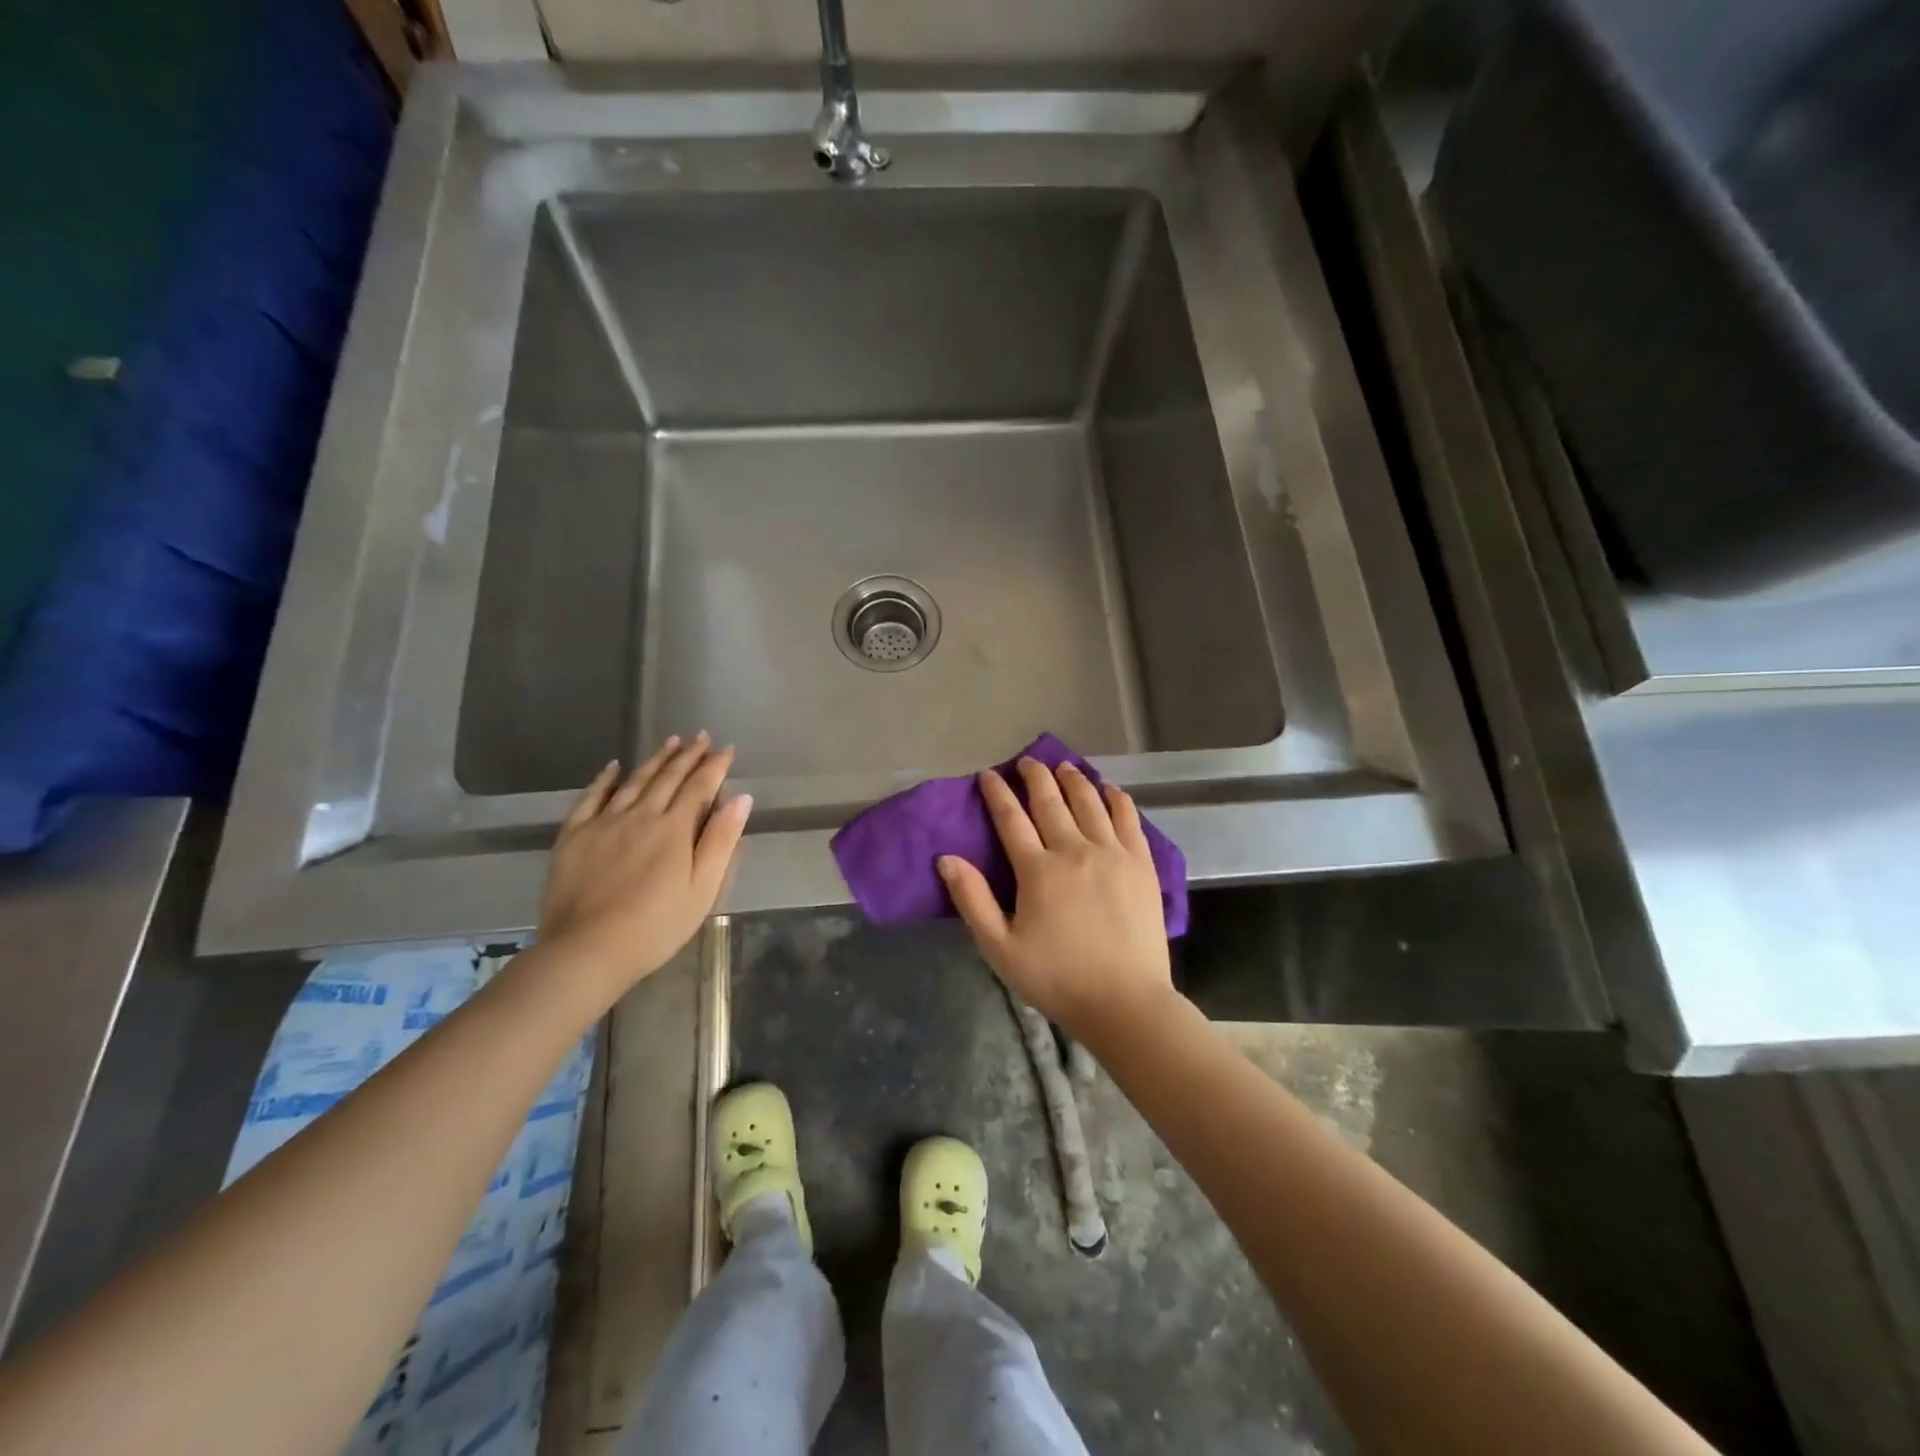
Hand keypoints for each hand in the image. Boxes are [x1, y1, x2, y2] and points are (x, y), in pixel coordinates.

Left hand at [537, 733, 750, 997]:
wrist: (587, 950)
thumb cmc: (656, 926)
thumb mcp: (702, 889)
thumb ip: (721, 841)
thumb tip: (741, 798)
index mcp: (674, 829)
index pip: (700, 787)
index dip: (715, 766)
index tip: (726, 749)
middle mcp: (640, 816)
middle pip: (668, 778)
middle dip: (687, 755)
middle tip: (700, 737)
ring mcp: (603, 823)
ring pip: (633, 782)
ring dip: (654, 760)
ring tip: (670, 741)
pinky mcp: (574, 836)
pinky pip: (590, 798)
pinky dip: (603, 779)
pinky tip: (612, 767)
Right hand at [938, 758, 1172, 1043]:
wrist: (1125, 1002)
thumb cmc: (1056, 978)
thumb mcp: (1000, 948)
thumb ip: (973, 900)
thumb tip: (947, 858)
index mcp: (1038, 870)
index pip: (1011, 819)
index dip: (997, 793)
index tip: (989, 775)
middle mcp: (1075, 850)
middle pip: (1051, 801)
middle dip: (1036, 776)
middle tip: (1027, 761)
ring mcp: (1113, 854)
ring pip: (1090, 802)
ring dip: (1074, 780)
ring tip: (1064, 766)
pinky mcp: (1141, 864)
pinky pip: (1129, 819)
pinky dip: (1116, 798)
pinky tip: (1109, 789)